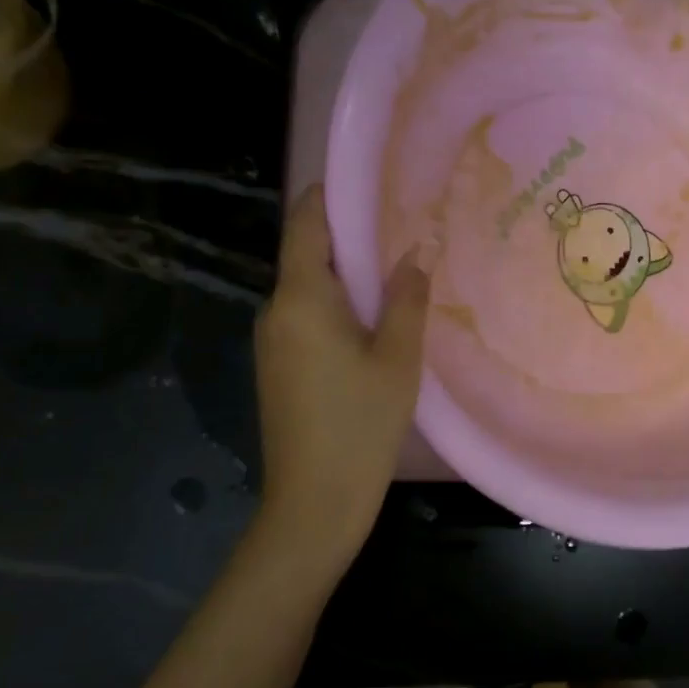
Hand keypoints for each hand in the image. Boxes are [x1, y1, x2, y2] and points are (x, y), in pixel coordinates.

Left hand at [252, 185, 428, 571]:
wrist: (313, 502)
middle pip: (308, 255)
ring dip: (347, 276)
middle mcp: (275, 310)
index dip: (331, 196)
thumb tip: (416, 252)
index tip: (371, 184)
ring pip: (309, 289)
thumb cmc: (360, 424)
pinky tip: (375, 320)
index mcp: (301, 299)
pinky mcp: (277, 366)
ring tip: (398, 271)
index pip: (306, 224)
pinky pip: (306, 317)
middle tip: (404, 228)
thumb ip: (406, 299)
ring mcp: (272, 340)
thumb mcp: (397, 359)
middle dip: (351, 238)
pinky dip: (338, 306)